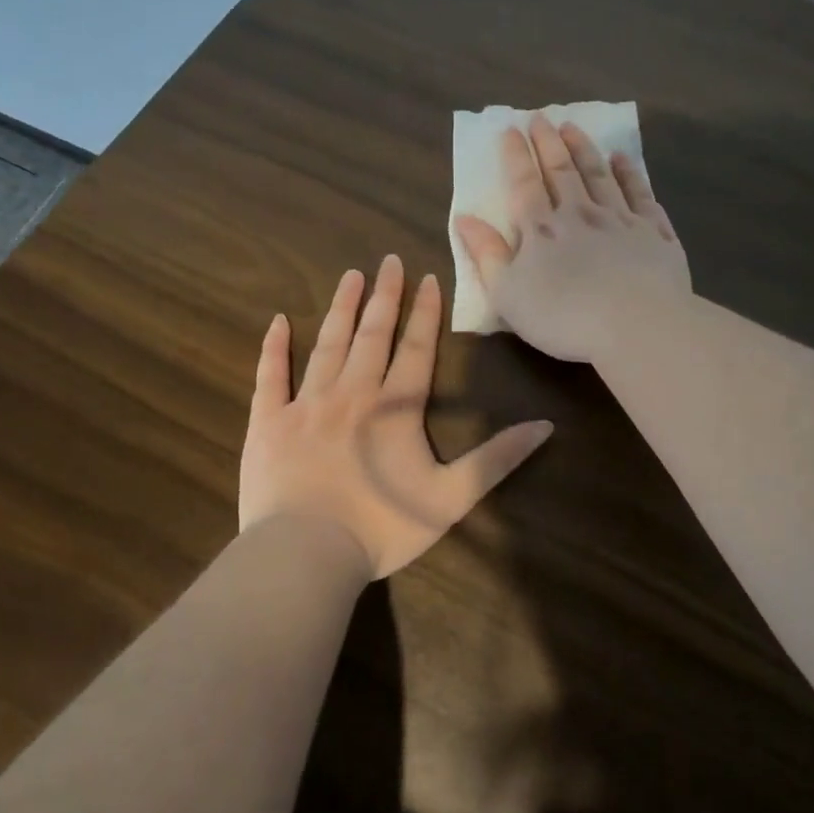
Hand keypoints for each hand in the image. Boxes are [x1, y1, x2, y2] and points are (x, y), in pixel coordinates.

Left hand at [239, 255, 553, 579]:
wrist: (306, 551)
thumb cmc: (383, 527)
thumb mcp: (453, 497)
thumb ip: (497, 459)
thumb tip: (545, 426)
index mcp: (395, 408)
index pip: (416, 349)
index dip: (424, 312)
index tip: (428, 278)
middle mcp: (352, 393)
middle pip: (371, 335)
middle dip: (383, 296)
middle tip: (387, 260)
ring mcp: (306, 404)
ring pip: (327, 344)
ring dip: (340, 309)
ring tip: (349, 276)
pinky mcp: (269, 422)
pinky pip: (270, 375)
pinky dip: (274, 347)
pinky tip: (278, 321)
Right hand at [454, 115, 691, 362]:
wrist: (636, 324)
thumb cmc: (563, 316)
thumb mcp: (508, 294)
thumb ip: (487, 254)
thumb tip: (465, 218)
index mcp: (542, 229)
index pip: (524, 184)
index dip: (515, 156)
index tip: (510, 129)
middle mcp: (581, 214)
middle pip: (562, 171)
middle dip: (549, 143)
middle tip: (541, 118)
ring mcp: (621, 220)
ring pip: (600, 175)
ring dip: (585, 149)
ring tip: (574, 127)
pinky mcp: (655, 233)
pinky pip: (640, 194)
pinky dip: (630, 173)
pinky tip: (623, 159)